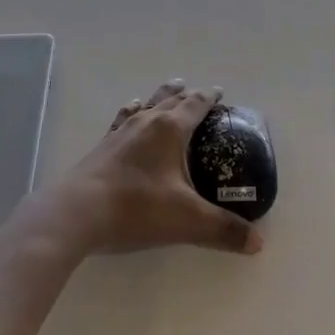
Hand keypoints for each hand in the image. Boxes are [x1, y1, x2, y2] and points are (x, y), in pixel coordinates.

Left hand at [53, 81, 262, 257]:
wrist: (78, 212)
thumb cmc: (137, 208)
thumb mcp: (187, 220)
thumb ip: (223, 230)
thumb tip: (257, 243)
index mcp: (170, 129)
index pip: (195, 104)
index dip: (209, 97)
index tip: (220, 93)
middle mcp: (147, 121)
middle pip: (171, 98)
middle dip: (187, 94)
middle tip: (198, 93)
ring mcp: (121, 131)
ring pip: (146, 104)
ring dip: (161, 97)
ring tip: (169, 92)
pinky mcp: (103, 146)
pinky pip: (123, 118)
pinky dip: (132, 111)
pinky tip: (130, 111)